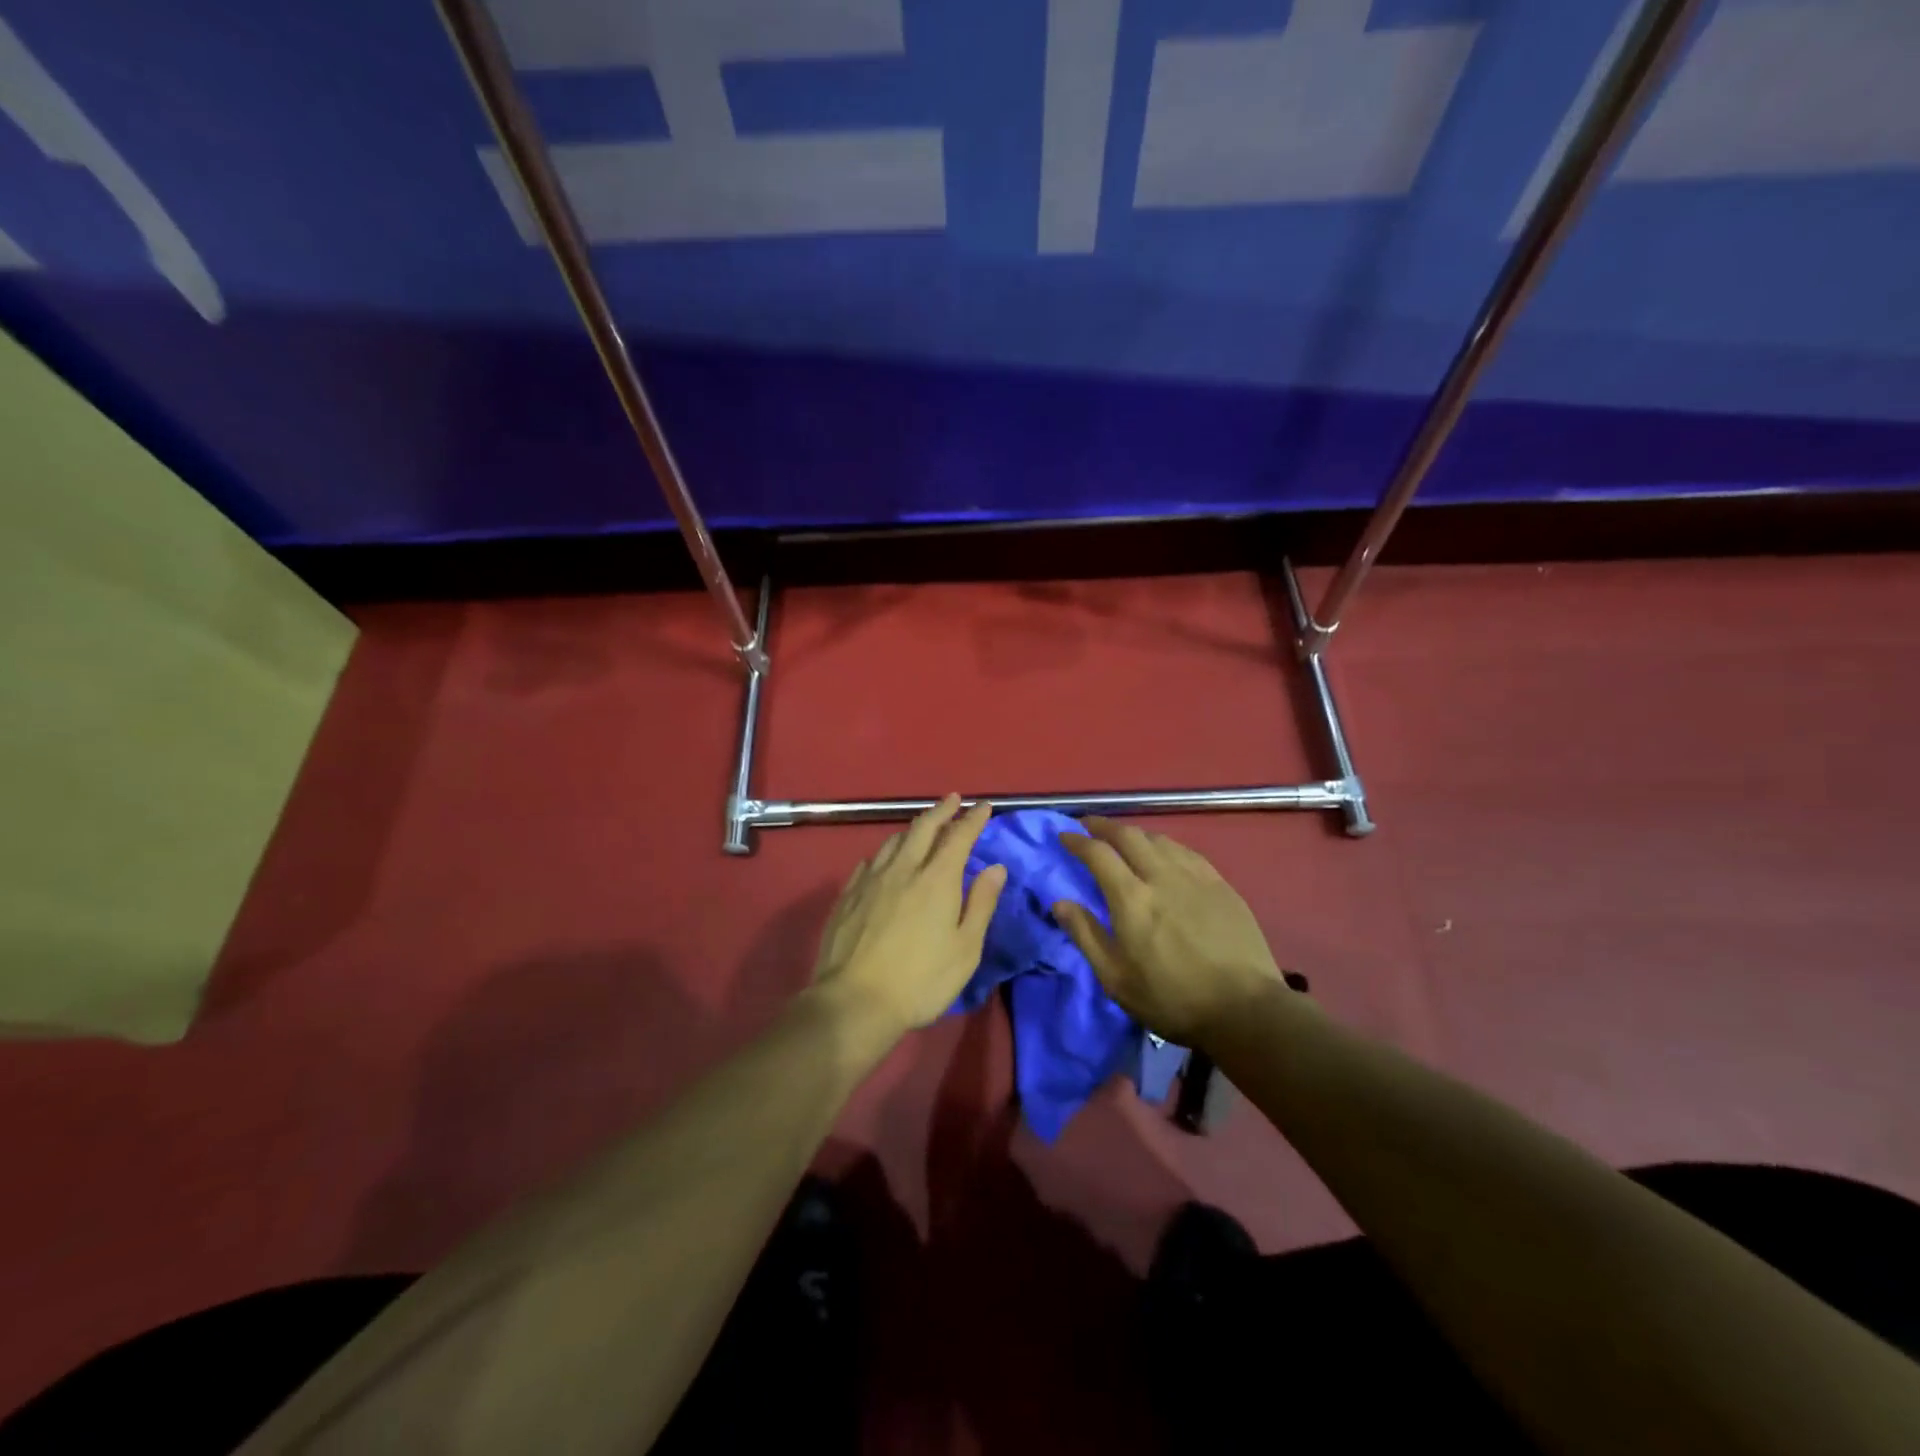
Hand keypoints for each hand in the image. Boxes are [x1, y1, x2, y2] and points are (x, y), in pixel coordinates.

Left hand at [812, 796, 1006, 1037]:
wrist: (855, 1001)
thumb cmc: (921, 980)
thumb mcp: (965, 949)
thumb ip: (981, 903)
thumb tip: (996, 867)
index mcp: (936, 879)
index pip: (959, 837)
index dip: (973, 819)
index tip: (983, 806)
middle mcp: (903, 869)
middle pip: (923, 828)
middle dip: (941, 810)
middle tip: (953, 800)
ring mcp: (870, 880)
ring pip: (893, 841)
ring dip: (912, 828)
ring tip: (922, 825)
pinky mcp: (848, 895)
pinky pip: (869, 862)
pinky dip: (885, 853)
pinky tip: (884, 859)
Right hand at [1054, 818, 1286, 1046]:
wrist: (1245, 1009)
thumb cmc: (1172, 999)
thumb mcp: (1116, 979)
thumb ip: (1085, 935)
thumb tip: (1059, 902)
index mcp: (1131, 898)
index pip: (1098, 854)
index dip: (1077, 841)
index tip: (1064, 835)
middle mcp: (1161, 876)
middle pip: (1129, 835)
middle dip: (1104, 826)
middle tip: (1089, 826)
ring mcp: (1195, 877)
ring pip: (1159, 839)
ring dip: (1135, 834)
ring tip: (1124, 839)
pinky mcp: (1221, 884)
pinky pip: (1186, 851)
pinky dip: (1165, 845)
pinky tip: (1165, 853)